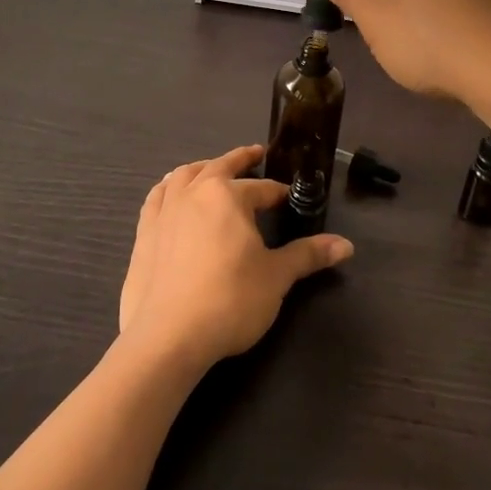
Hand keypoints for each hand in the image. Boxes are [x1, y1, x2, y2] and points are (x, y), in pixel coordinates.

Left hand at [119, 145, 351, 372]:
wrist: (168, 336)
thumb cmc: (230, 300)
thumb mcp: (276, 277)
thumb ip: (308, 255)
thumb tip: (346, 246)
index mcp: (228, 196)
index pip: (261, 188)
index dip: (278, 193)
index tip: (289, 198)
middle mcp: (193, 193)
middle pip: (219, 166)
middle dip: (240, 159)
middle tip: (255, 153)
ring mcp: (164, 211)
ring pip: (183, 176)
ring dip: (202, 168)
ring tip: (211, 168)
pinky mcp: (144, 233)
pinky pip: (156, 198)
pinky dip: (167, 188)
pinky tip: (170, 194)